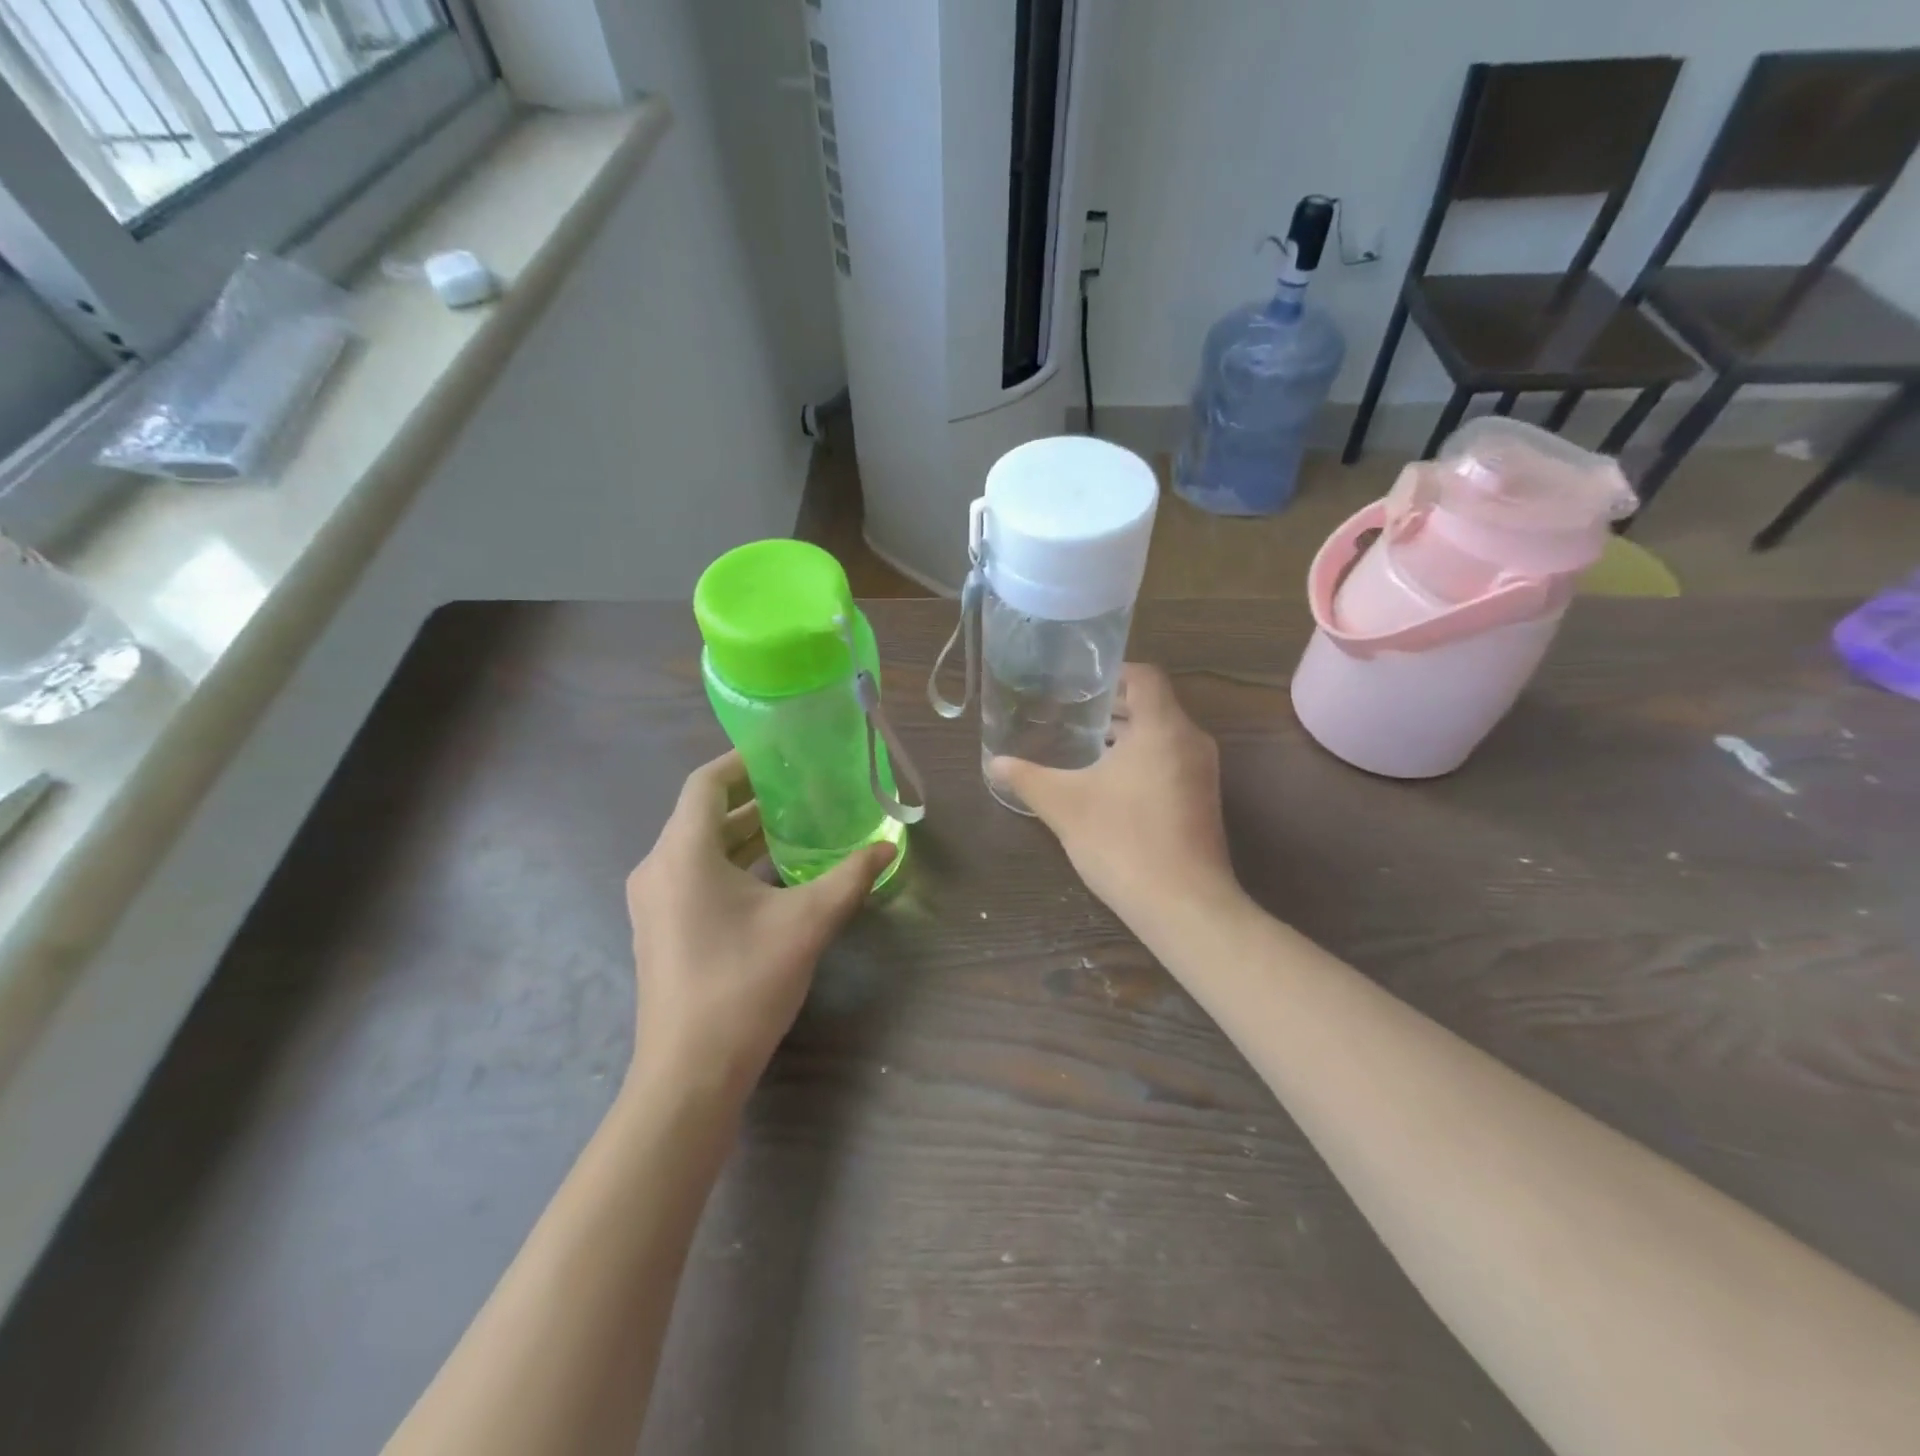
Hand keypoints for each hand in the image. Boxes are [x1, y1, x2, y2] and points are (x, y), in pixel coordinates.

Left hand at [625, 752, 894, 1100]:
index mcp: (682, 853)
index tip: (782, 754)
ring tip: (796, 827)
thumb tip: (888, 848)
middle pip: (703, 814)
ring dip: (744, 833)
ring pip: (700, 847)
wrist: (689, 1073)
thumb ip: (850, 878)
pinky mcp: (661, 929)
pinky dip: (731, 864)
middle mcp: (658, 868)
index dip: (742, 762)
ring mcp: (654, 902)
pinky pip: (695, 876)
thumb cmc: (743, 984)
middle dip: (752, 799)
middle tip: (802, 790)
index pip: (706, 783)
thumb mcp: (807, 924)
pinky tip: (774, 877)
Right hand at [989, 664, 1235, 923]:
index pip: (1145, 677)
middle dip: (1114, 707)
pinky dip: (1142, 760)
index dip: (1113, 673)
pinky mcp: (1202, 802)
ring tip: (1084, 745)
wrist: (1182, 906)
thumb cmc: (1123, 842)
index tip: (1080, 683)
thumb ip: (1028, 778)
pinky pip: (1171, 762)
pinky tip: (1108, 784)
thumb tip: (994, 763)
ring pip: (1163, 737)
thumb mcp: (1065, 806)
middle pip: (1154, 705)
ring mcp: (1202, 774)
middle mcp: (1190, 742)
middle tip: (1071, 712)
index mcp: (1162, 728)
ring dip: (1127, 736)